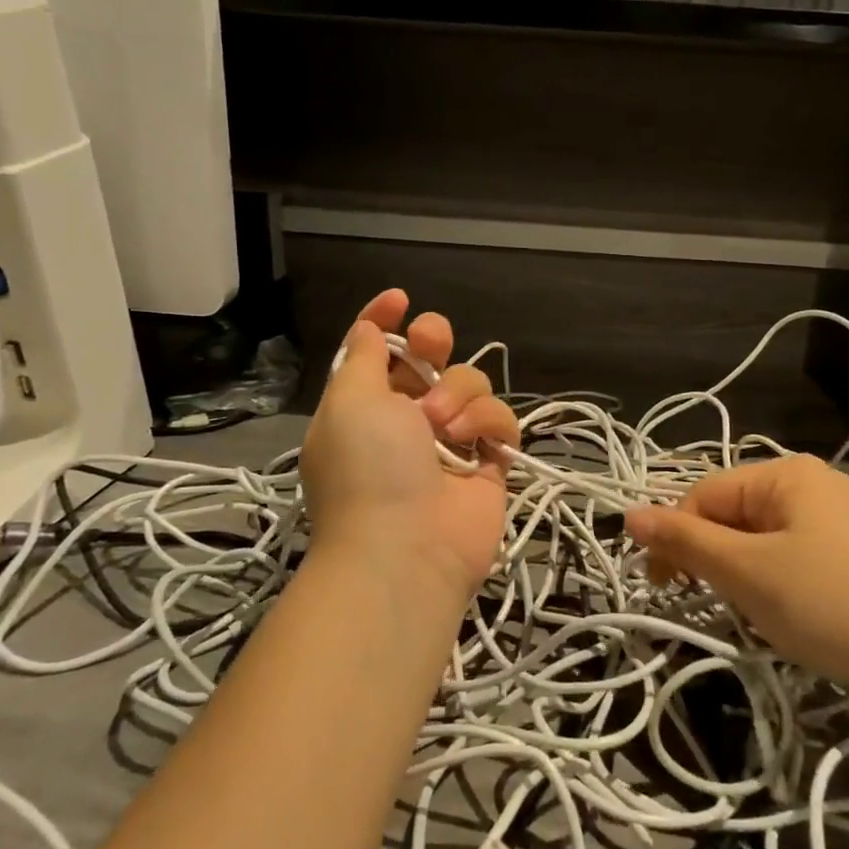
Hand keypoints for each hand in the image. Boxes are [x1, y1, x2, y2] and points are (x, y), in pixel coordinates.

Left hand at [301, 289, 519, 598]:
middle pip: (430, 358)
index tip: (399, 299)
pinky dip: (488, 422)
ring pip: (470, 383)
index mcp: (363, 404)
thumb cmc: (367, 467)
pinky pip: (499, 419)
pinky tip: (474, 441)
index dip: (384, 321)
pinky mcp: (488, 460)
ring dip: (458, 393)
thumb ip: (361, 357)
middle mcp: (406, 418)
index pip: (374, 351)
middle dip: (433, 342)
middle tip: (431, 345)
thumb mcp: (349, 402)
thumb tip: (367, 329)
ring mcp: (450, 440)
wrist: (406, 550)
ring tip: (443, 426)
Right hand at [624, 455, 848, 703]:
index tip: (664, 587)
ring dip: (743, 574)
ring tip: (757, 612)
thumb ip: (684, 540)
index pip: (705, 494)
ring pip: (761, 539)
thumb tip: (627, 514)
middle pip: (734, 513)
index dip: (676, 537)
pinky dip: (776, 583)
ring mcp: (839, 519)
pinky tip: (791, 614)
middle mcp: (813, 483)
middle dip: (714, 557)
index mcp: (786, 473)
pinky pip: (793, 556)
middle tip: (716, 602)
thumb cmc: (827, 602)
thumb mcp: (745, 571)